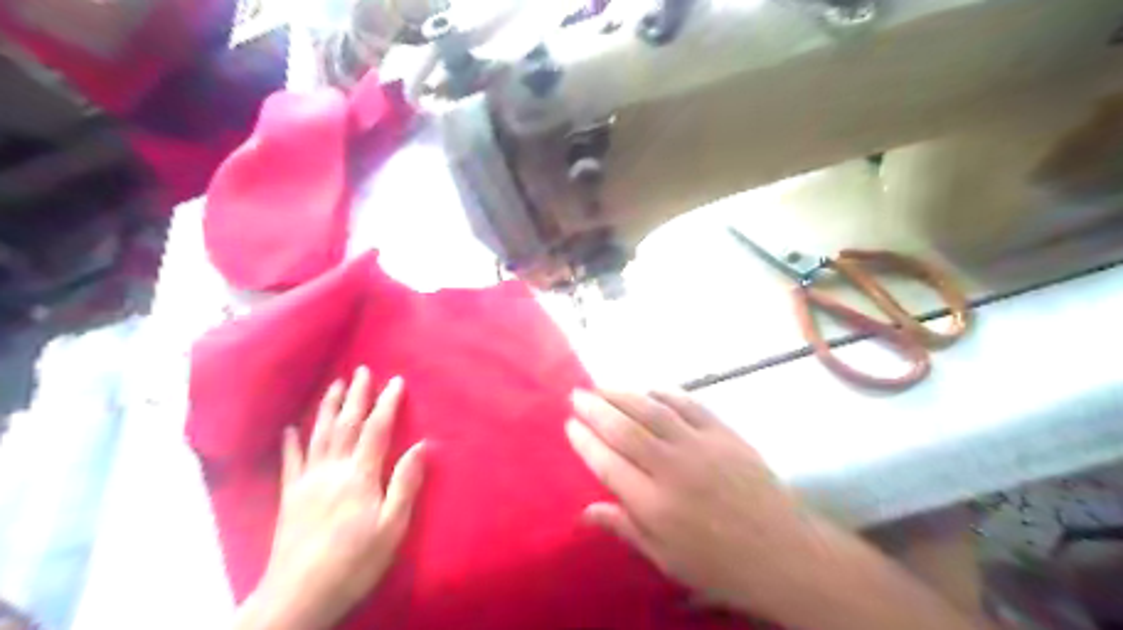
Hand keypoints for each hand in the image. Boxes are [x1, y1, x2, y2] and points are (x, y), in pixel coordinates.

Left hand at [241, 366, 425, 628]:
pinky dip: (290, 442)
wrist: (298, 596)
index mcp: (360, 477)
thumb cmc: (354, 562)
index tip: (396, 381)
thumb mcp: (392, 527)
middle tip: (361, 370)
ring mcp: (307, 482)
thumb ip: (405, 483)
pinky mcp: (289, 497)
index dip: (387, 403)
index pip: (376, 430)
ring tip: (334, 385)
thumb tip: (422, 445)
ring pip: (318, 435)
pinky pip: (290, 462)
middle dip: (356, 395)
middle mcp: (332, 470)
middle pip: (345, 425)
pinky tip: (289, 428)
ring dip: (327, 407)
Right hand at [571, 389, 821, 618]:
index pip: (607, 464)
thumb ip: (625, 528)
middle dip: (596, 409)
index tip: (570, 424)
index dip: (585, 441)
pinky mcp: (724, 434)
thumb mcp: (666, 559)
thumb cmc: (719, 564)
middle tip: (576, 394)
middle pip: (625, 430)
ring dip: (623, 395)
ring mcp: (700, 446)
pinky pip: (689, 405)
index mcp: (654, 505)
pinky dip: (666, 393)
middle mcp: (672, 469)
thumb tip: (585, 512)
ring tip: (602, 385)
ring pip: (653, 411)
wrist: (783, 553)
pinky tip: (649, 389)